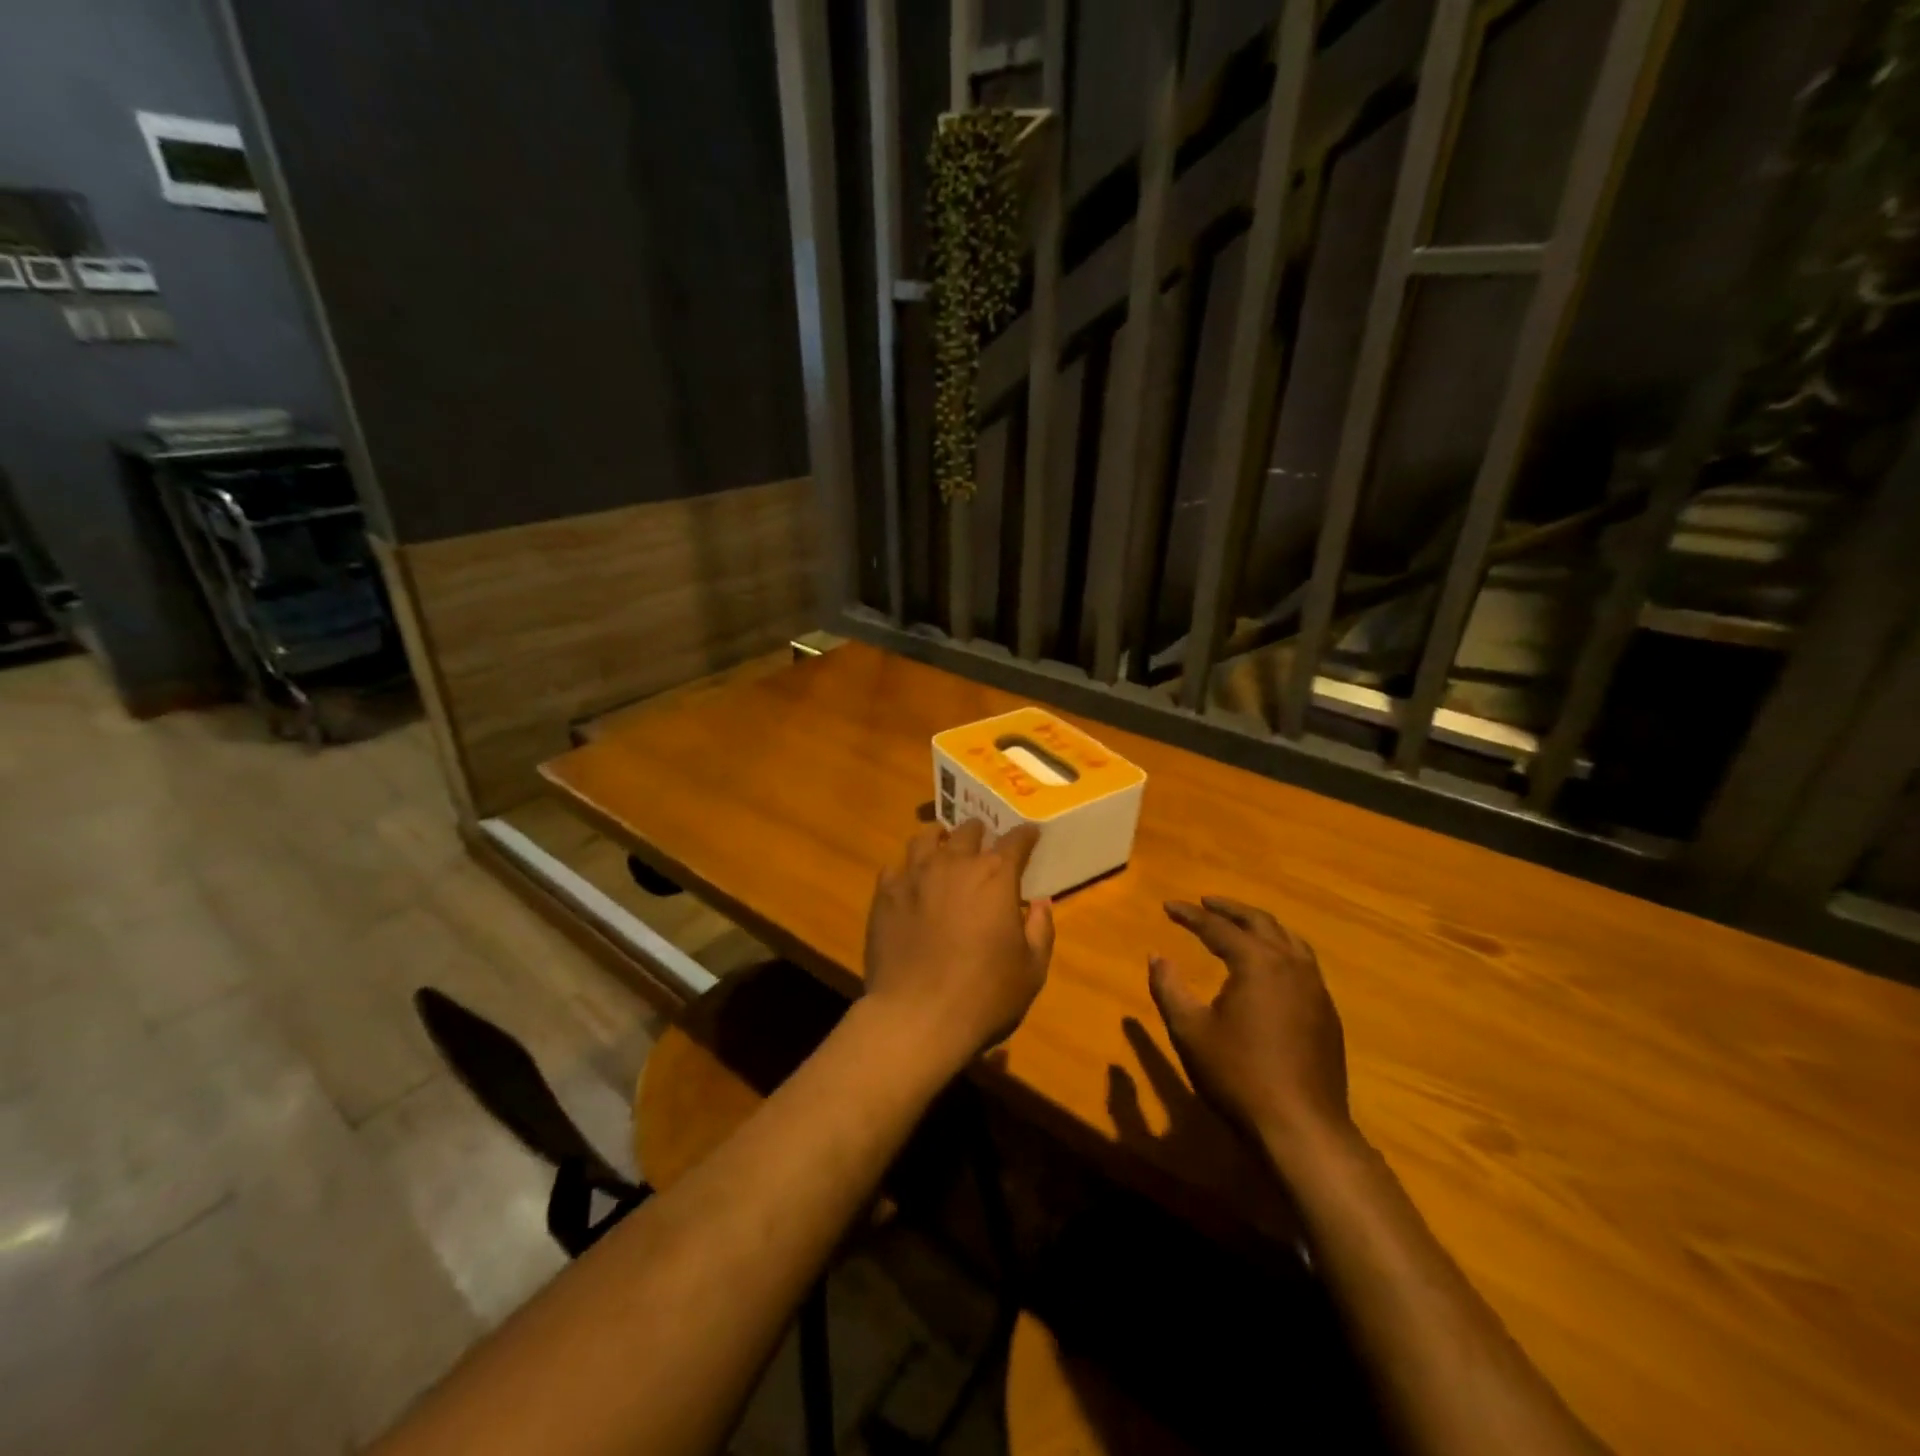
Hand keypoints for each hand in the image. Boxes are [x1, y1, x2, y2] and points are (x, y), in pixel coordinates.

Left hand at [862, 820, 1054, 1069]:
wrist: (916, 1017)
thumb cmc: (984, 995)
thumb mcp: (1032, 970)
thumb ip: (1040, 930)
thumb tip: (1040, 903)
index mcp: (995, 876)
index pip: (1016, 840)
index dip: (1026, 835)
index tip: (1030, 835)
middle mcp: (954, 863)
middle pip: (968, 831)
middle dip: (980, 834)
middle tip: (984, 844)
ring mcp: (915, 875)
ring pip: (926, 837)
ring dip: (940, 839)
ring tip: (943, 848)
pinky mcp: (885, 894)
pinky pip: (895, 867)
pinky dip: (907, 869)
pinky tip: (910, 883)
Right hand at [1147, 897, 1351, 1161]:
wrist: (1302, 1128)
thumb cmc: (1238, 1075)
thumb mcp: (1189, 1031)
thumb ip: (1169, 988)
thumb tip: (1157, 956)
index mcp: (1257, 963)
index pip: (1219, 927)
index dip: (1191, 915)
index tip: (1169, 906)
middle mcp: (1291, 965)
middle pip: (1260, 922)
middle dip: (1230, 910)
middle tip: (1205, 903)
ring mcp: (1315, 989)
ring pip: (1288, 940)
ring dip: (1259, 926)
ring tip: (1238, 925)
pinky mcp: (1327, 1014)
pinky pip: (1303, 963)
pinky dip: (1280, 949)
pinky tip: (1268, 967)